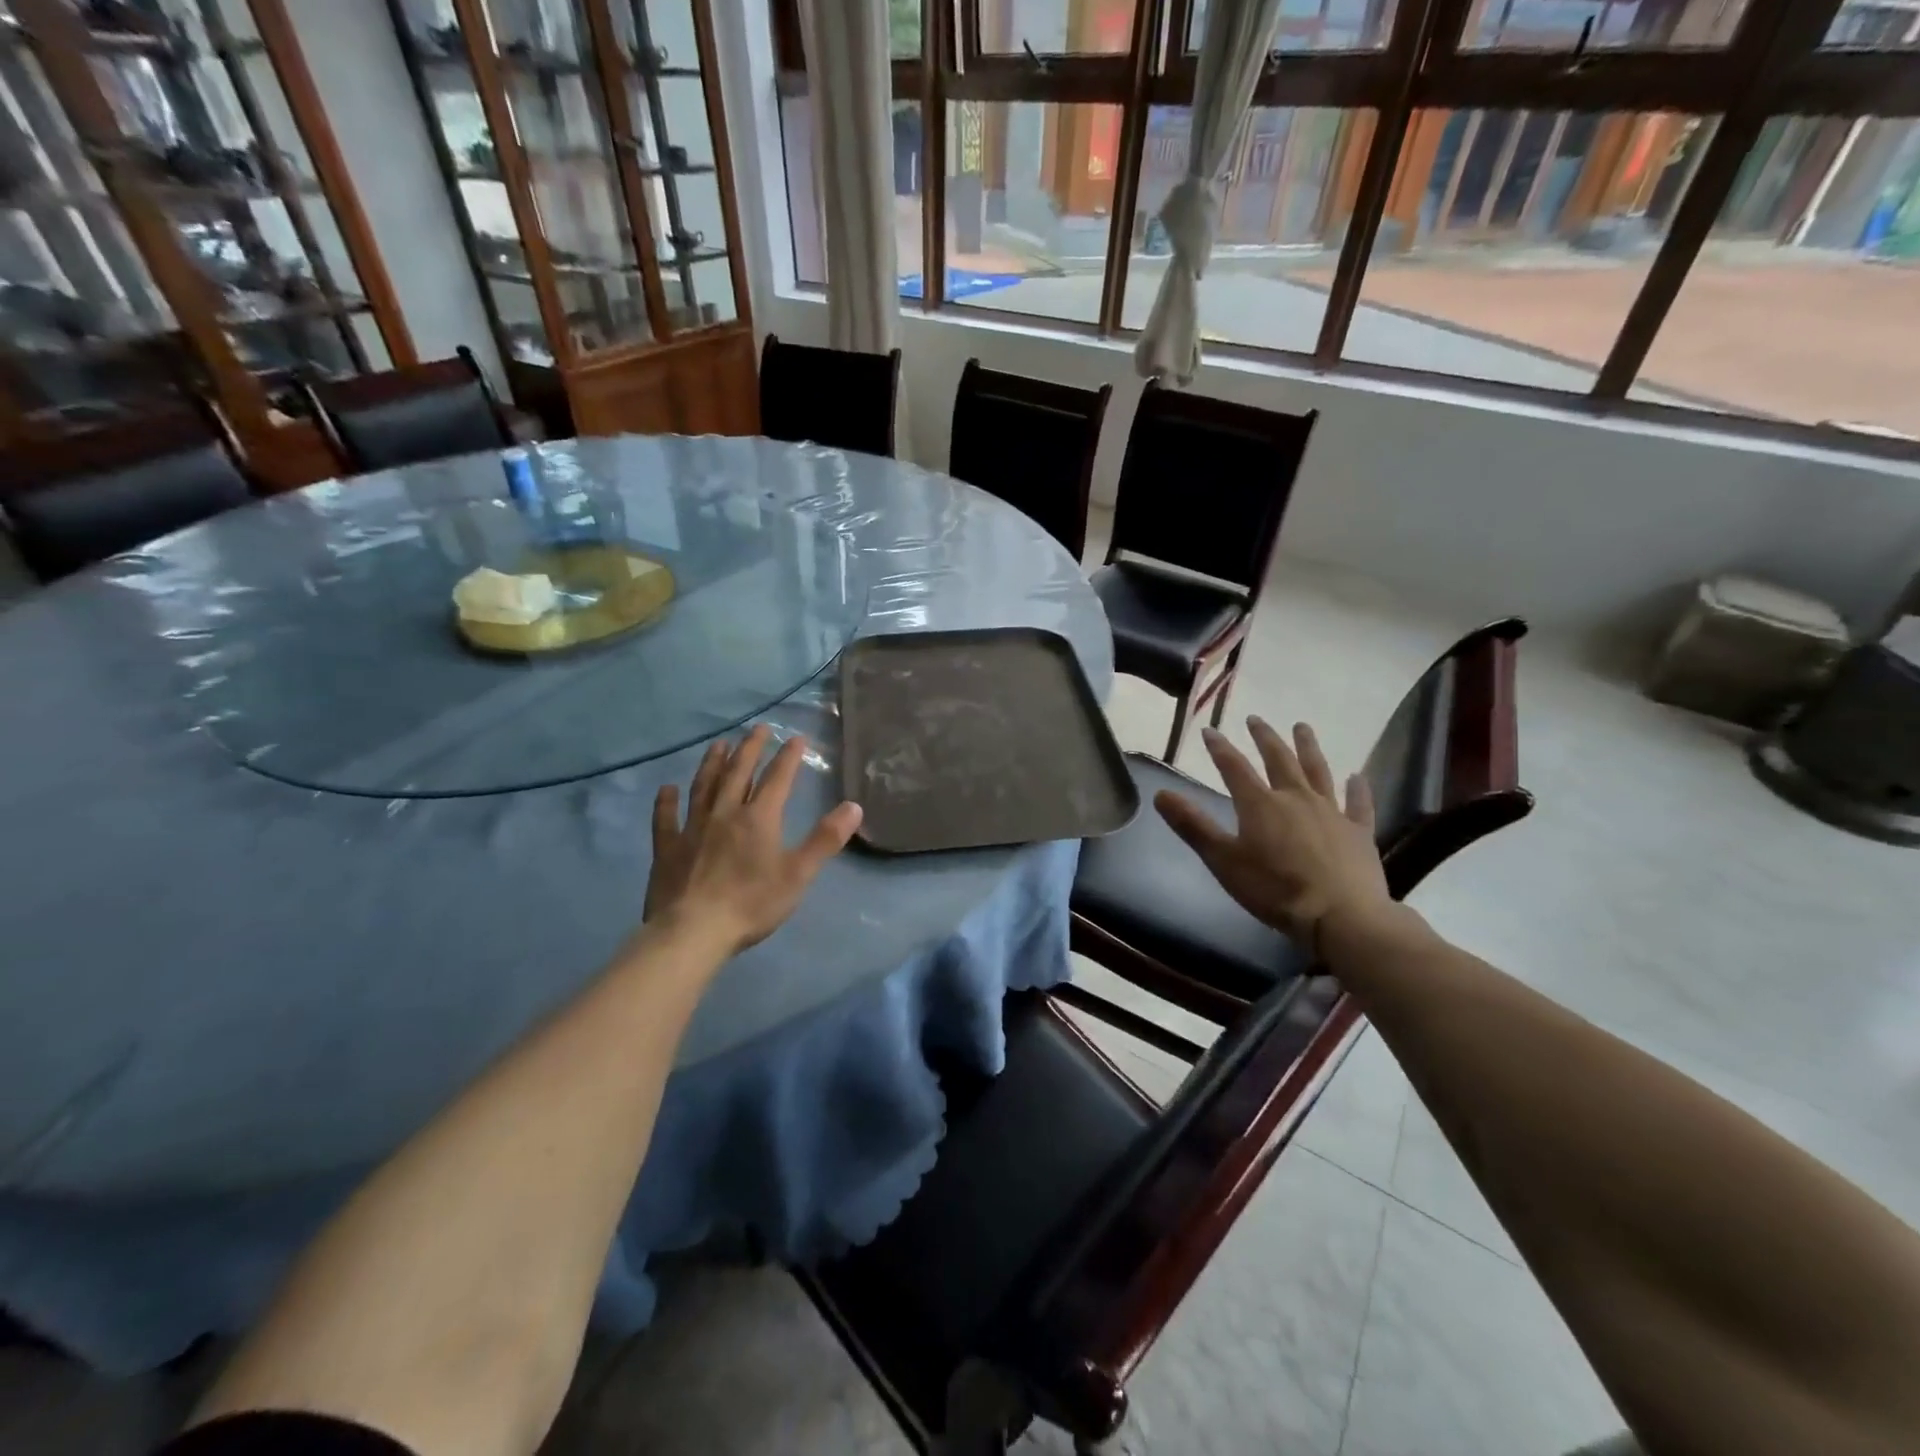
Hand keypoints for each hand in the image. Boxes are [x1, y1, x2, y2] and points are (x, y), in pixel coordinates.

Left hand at [644, 725, 862, 953]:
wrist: (692, 931)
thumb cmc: (751, 904)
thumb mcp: (798, 874)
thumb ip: (826, 839)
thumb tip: (854, 806)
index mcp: (758, 818)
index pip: (777, 779)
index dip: (788, 757)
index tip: (796, 738)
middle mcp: (724, 813)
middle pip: (738, 773)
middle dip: (750, 749)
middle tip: (757, 728)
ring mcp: (692, 828)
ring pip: (703, 786)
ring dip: (712, 763)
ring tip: (718, 745)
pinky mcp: (667, 848)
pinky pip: (666, 818)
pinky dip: (666, 802)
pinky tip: (666, 789)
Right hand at [1155, 718, 1391, 951]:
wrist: (1341, 915)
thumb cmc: (1274, 889)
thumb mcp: (1223, 860)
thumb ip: (1193, 826)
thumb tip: (1160, 793)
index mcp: (1260, 804)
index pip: (1234, 768)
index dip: (1220, 748)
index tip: (1209, 731)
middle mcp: (1295, 798)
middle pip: (1278, 760)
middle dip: (1265, 738)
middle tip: (1256, 719)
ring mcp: (1331, 812)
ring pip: (1318, 771)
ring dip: (1308, 747)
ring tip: (1302, 727)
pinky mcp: (1358, 831)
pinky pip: (1358, 803)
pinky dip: (1357, 788)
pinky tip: (1357, 776)